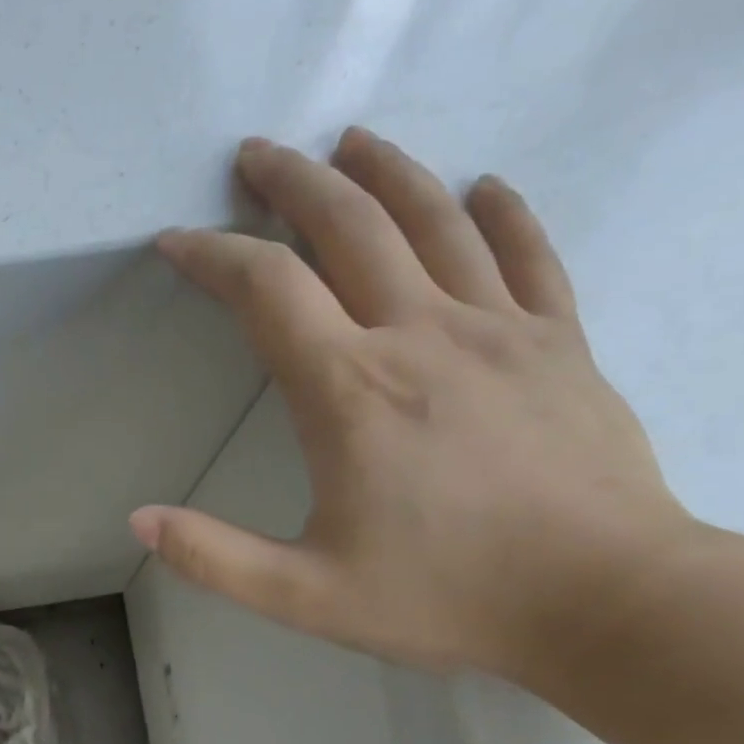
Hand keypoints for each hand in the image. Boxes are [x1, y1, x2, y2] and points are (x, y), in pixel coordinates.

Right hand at [135, 128, 696, 680]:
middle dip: (292, 183)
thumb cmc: (446, 598)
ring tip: (350, 142)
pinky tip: (486, 186)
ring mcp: (501, 330)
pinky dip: (503, 212)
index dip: (212, 255)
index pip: (267, 290)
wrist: (605, 602)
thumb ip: (215, 557)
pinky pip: (529, 254)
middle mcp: (421, 336)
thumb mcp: (306, 596)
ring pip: (436, 219)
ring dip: (385, 172)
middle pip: (349, 227)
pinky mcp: (562, 343)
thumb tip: (139, 521)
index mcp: (350, 391)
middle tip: (256, 154)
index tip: (176, 241)